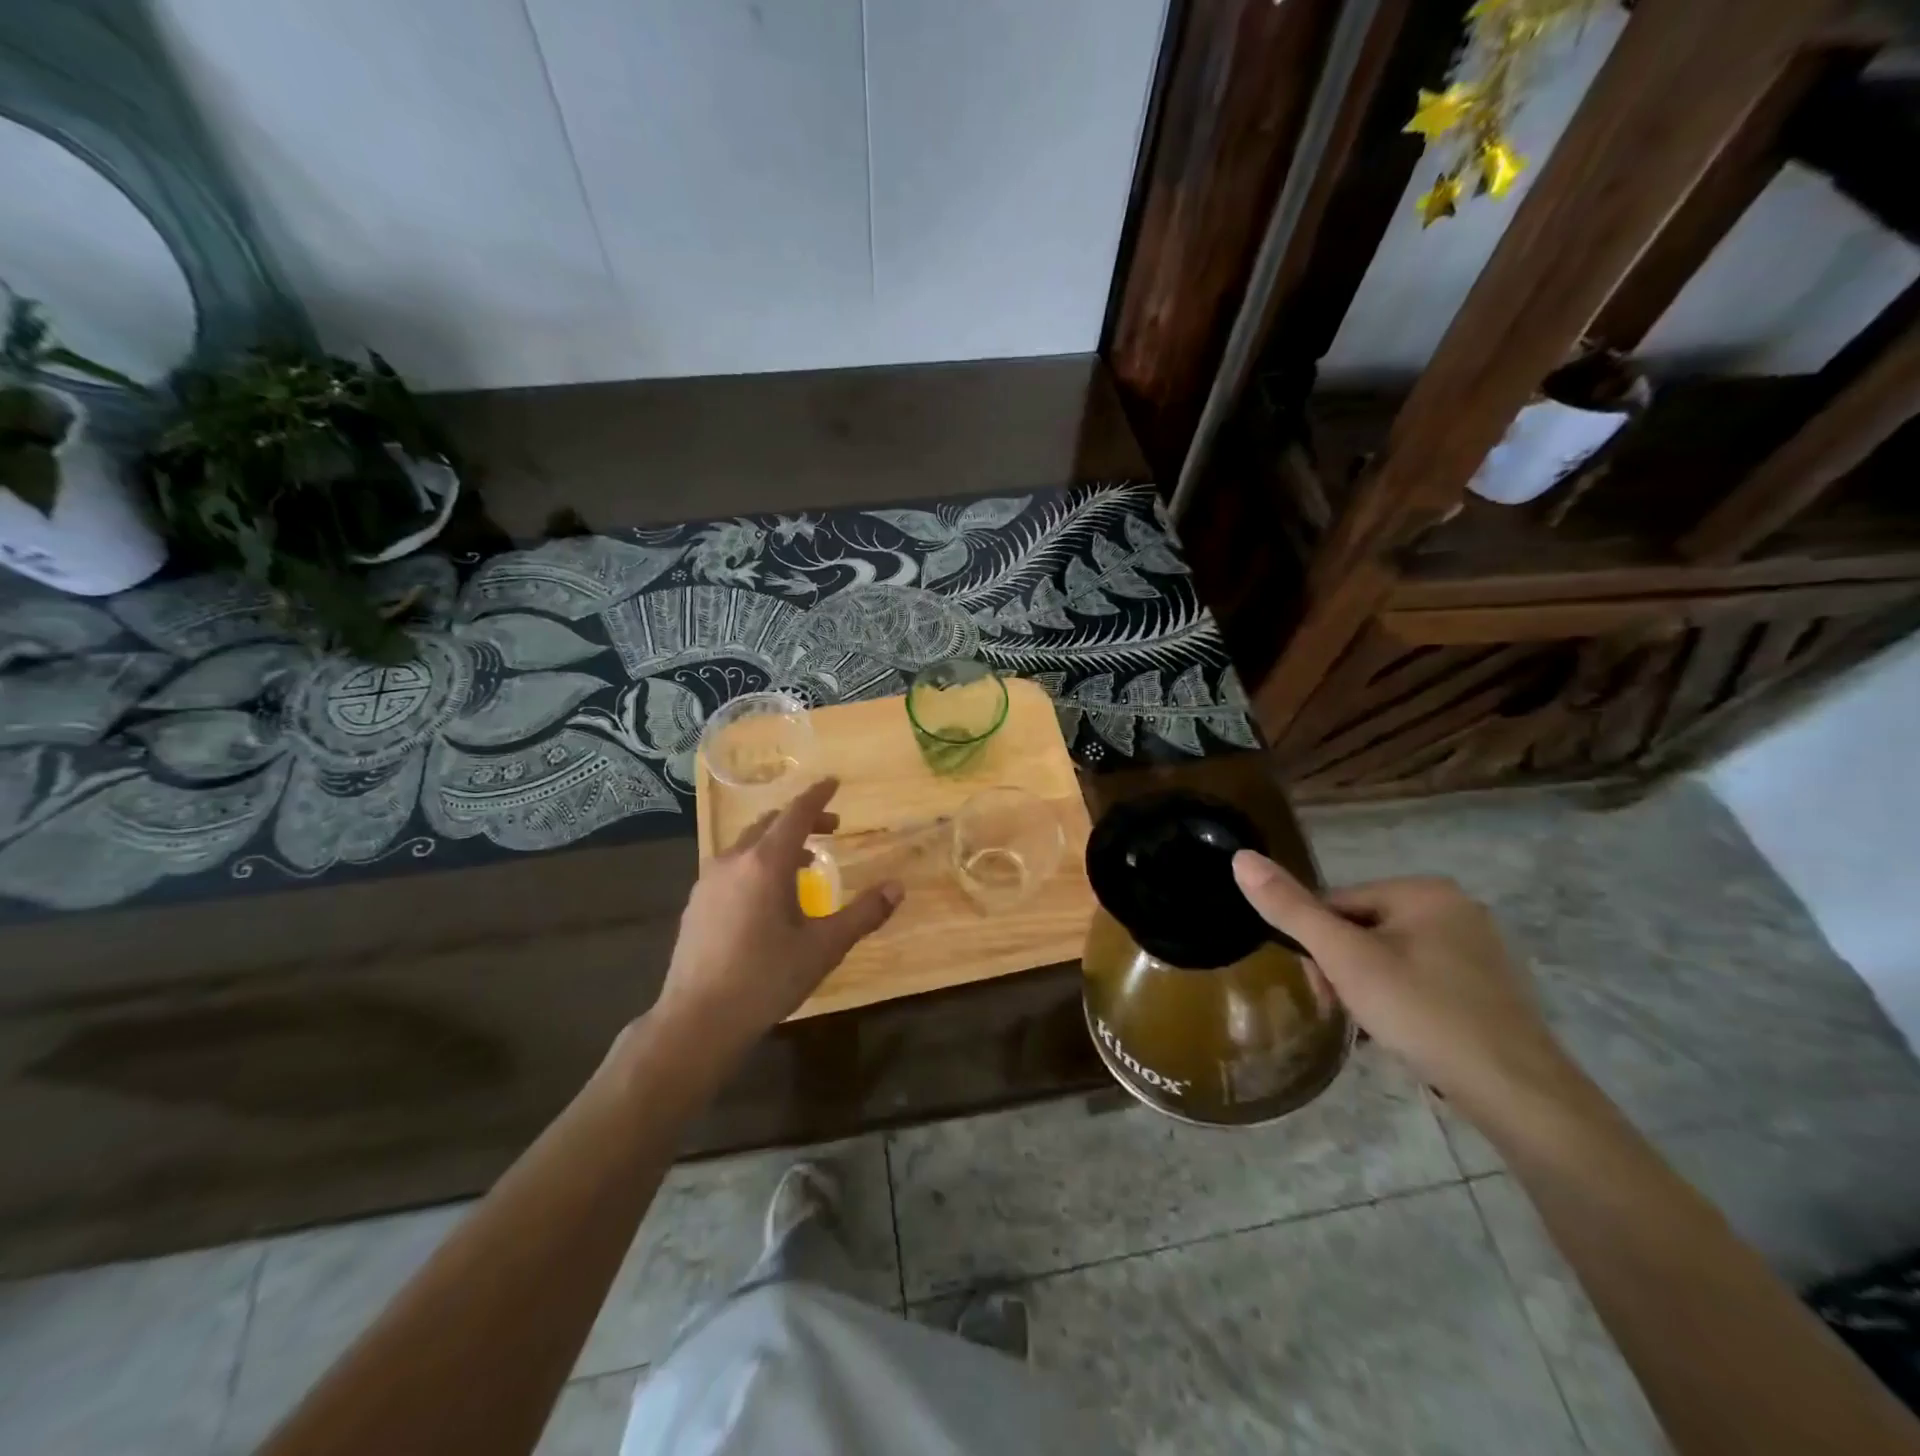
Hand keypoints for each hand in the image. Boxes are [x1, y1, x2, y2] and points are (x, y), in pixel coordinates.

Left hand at [654, 778, 902, 1057]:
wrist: (698, 1020)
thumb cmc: (766, 978)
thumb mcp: (824, 947)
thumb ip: (863, 914)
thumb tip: (898, 887)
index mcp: (766, 863)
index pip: (796, 814)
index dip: (817, 795)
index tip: (834, 781)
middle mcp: (734, 861)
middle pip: (770, 824)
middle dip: (802, 819)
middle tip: (831, 828)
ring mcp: (709, 882)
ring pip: (748, 845)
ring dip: (779, 842)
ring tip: (805, 863)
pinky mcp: (696, 904)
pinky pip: (732, 866)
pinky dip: (757, 863)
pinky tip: (767, 895)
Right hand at [1231, 853, 1583, 1119]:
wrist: (1519, 1094)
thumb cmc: (1422, 1012)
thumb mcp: (1344, 959)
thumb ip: (1290, 908)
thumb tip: (1241, 857)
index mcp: (1423, 890)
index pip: (1337, 903)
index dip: (1319, 946)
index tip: (1324, 987)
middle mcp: (1456, 908)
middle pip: (1364, 930)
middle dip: (1345, 970)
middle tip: (1348, 1011)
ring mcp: (1479, 950)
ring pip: (1391, 958)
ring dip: (1370, 989)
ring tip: (1376, 1029)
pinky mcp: (1490, 988)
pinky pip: (1423, 981)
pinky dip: (1404, 1003)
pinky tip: (1405, 1036)